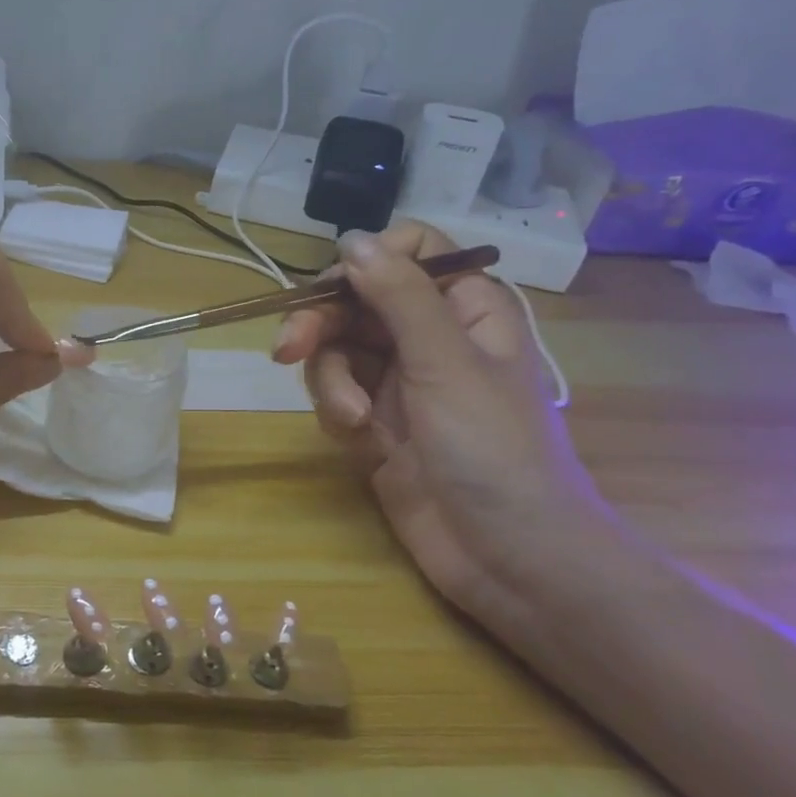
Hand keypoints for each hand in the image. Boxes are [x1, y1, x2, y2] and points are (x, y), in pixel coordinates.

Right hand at [271, 221, 596, 621]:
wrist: (508, 557)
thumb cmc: (493, 449)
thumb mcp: (445, 362)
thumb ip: (398, 296)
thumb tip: (352, 238)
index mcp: (464, 309)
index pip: (411, 251)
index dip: (367, 262)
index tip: (334, 289)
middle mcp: (429, 337)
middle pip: (355, 301)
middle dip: (320, 326)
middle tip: (287, 351)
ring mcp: (400, 382)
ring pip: (336, 350)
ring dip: (330, 382)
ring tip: (351, 422)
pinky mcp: (375, 423)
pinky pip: (335, 394)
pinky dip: (336, 413)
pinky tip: (359, 443)